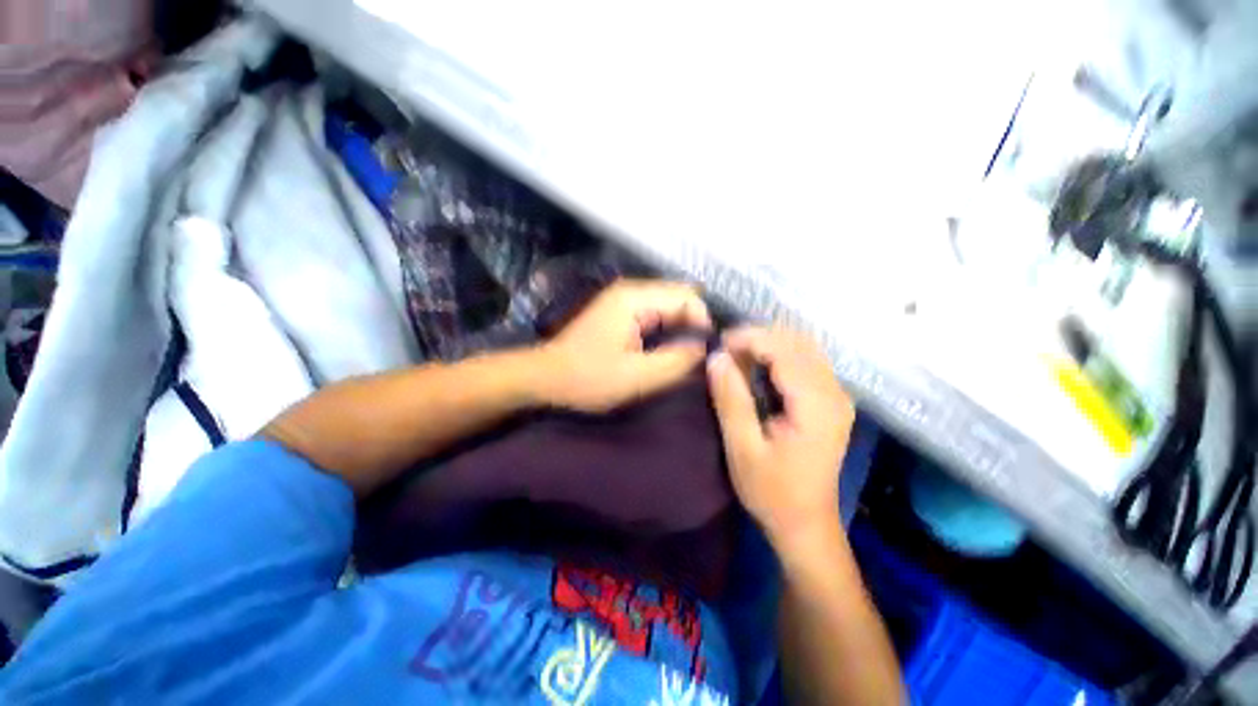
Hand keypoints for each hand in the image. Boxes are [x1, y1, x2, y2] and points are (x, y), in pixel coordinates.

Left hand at [538, 279, 711, 412]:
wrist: (546, 377)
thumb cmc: (588, 378)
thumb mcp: (637, 377)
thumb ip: (676, 361)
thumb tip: (705, 348)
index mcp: (635, 298)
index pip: (687, 296)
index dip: (703, 321)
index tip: (706, 352)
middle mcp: (631, 290)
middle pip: (679, 297)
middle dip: (694, 324)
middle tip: (698, 357)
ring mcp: (624, 300)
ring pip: (669, 306)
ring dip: (681, 328)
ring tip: (686, 356)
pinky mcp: (620, 312)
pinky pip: (655, 314)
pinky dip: (667, 330)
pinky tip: (667, 350)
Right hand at [707, 326, 854, 551]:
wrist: (806, 524)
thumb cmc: (772, 491)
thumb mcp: (742, 448)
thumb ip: (730, 399)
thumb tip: (717, 357)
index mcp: (816, 404)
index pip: (784, 348)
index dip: (749, 339)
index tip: (718, 346)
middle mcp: (834, 392)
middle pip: (797, 341)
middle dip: (757, 338)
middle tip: (725, 354)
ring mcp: (837, 395)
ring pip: (803, 347)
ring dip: (767, 345)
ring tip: (737, 360)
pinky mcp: (831, 401)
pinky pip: (806, 361)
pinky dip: (778, 356)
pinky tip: (757, 370)